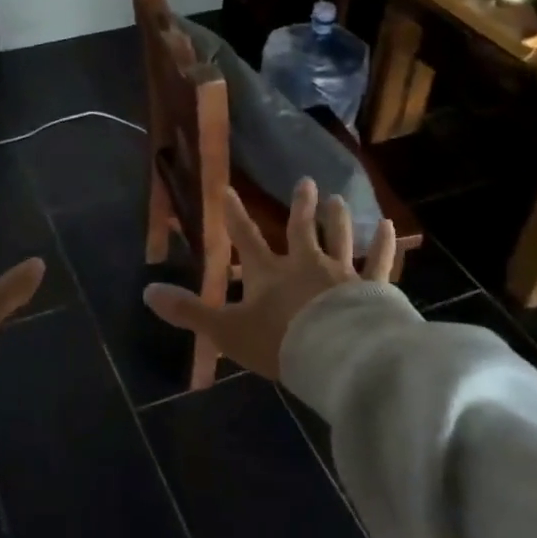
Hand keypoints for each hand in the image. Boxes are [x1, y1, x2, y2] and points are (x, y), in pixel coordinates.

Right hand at [143, 179, 394, 380]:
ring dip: (338, 219)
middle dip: (301, 206)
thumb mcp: (226, 331)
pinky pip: (378, 263)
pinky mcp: (372, 289)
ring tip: (339, 199)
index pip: (245, 237)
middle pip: (301, 230)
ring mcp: (341, 274)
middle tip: (306, 181)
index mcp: (269, 274)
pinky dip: (383, 245)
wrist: (334, 357)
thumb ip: (189, 312)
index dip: (234, 214)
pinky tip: (389, 227)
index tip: (228, 189)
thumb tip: (147, 291)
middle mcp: (305, 265)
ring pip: (340, 239)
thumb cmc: (279, 342)